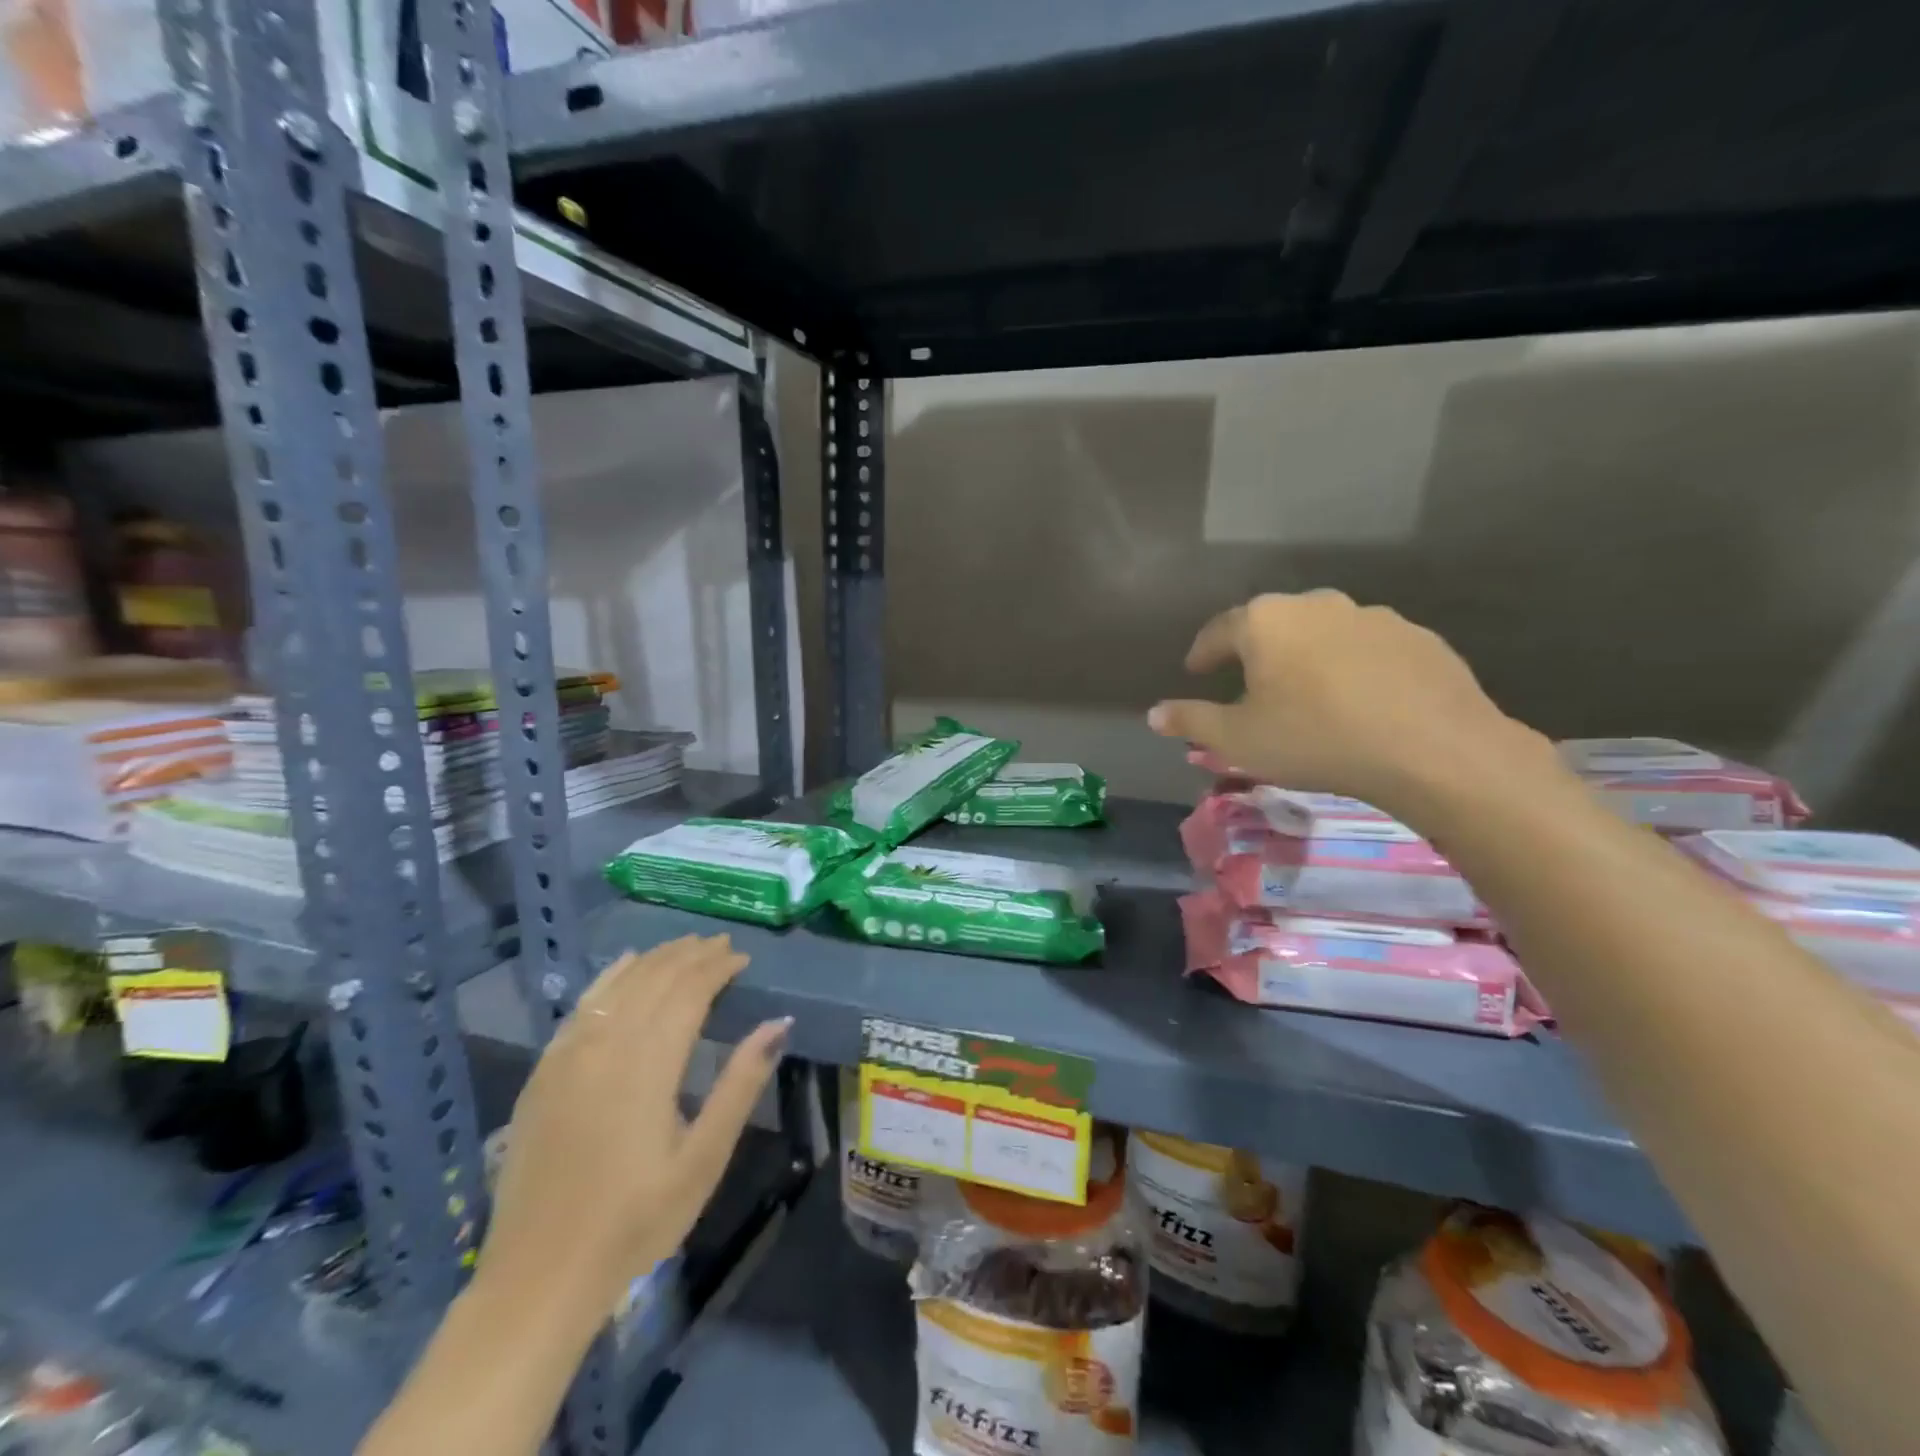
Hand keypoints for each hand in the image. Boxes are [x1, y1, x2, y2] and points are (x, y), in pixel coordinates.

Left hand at [481, 935, 789, 1313]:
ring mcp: (568, 1057)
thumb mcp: (704, 1159)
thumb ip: (740, 1084)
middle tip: (722, 944)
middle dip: (691, 955)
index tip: (743, 957)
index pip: (689, 992)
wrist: (539, 1276)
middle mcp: (607, 1046)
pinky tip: (625, 965)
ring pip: (619, 986)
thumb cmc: (636, 1221)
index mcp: (649, 1065)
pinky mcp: (544, 1073)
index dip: (717, 968)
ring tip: (686, 946)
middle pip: (655, 980)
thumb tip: (778, 1023)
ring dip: (656, 959)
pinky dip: (609, 978)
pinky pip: (582, 1006)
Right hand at [1148, 590, 1561, 821]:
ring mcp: (1371, 616)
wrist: (1432, 749)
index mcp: (1265, 622)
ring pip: (1322, 633)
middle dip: (1256, 652)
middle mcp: (1315, 605)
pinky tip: (1359, 700)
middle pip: (1272, 625)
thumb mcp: (1238, 739)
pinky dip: (1352, 667)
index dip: (1202, 653)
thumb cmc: (1315, 738)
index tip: (1196, 671)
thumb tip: (1154, 713)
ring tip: (1308, 694)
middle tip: (1251, 684)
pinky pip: (1367, 648)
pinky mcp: (1417, 636)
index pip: (1218, 631)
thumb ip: (1191, 721)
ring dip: (1306, 657)